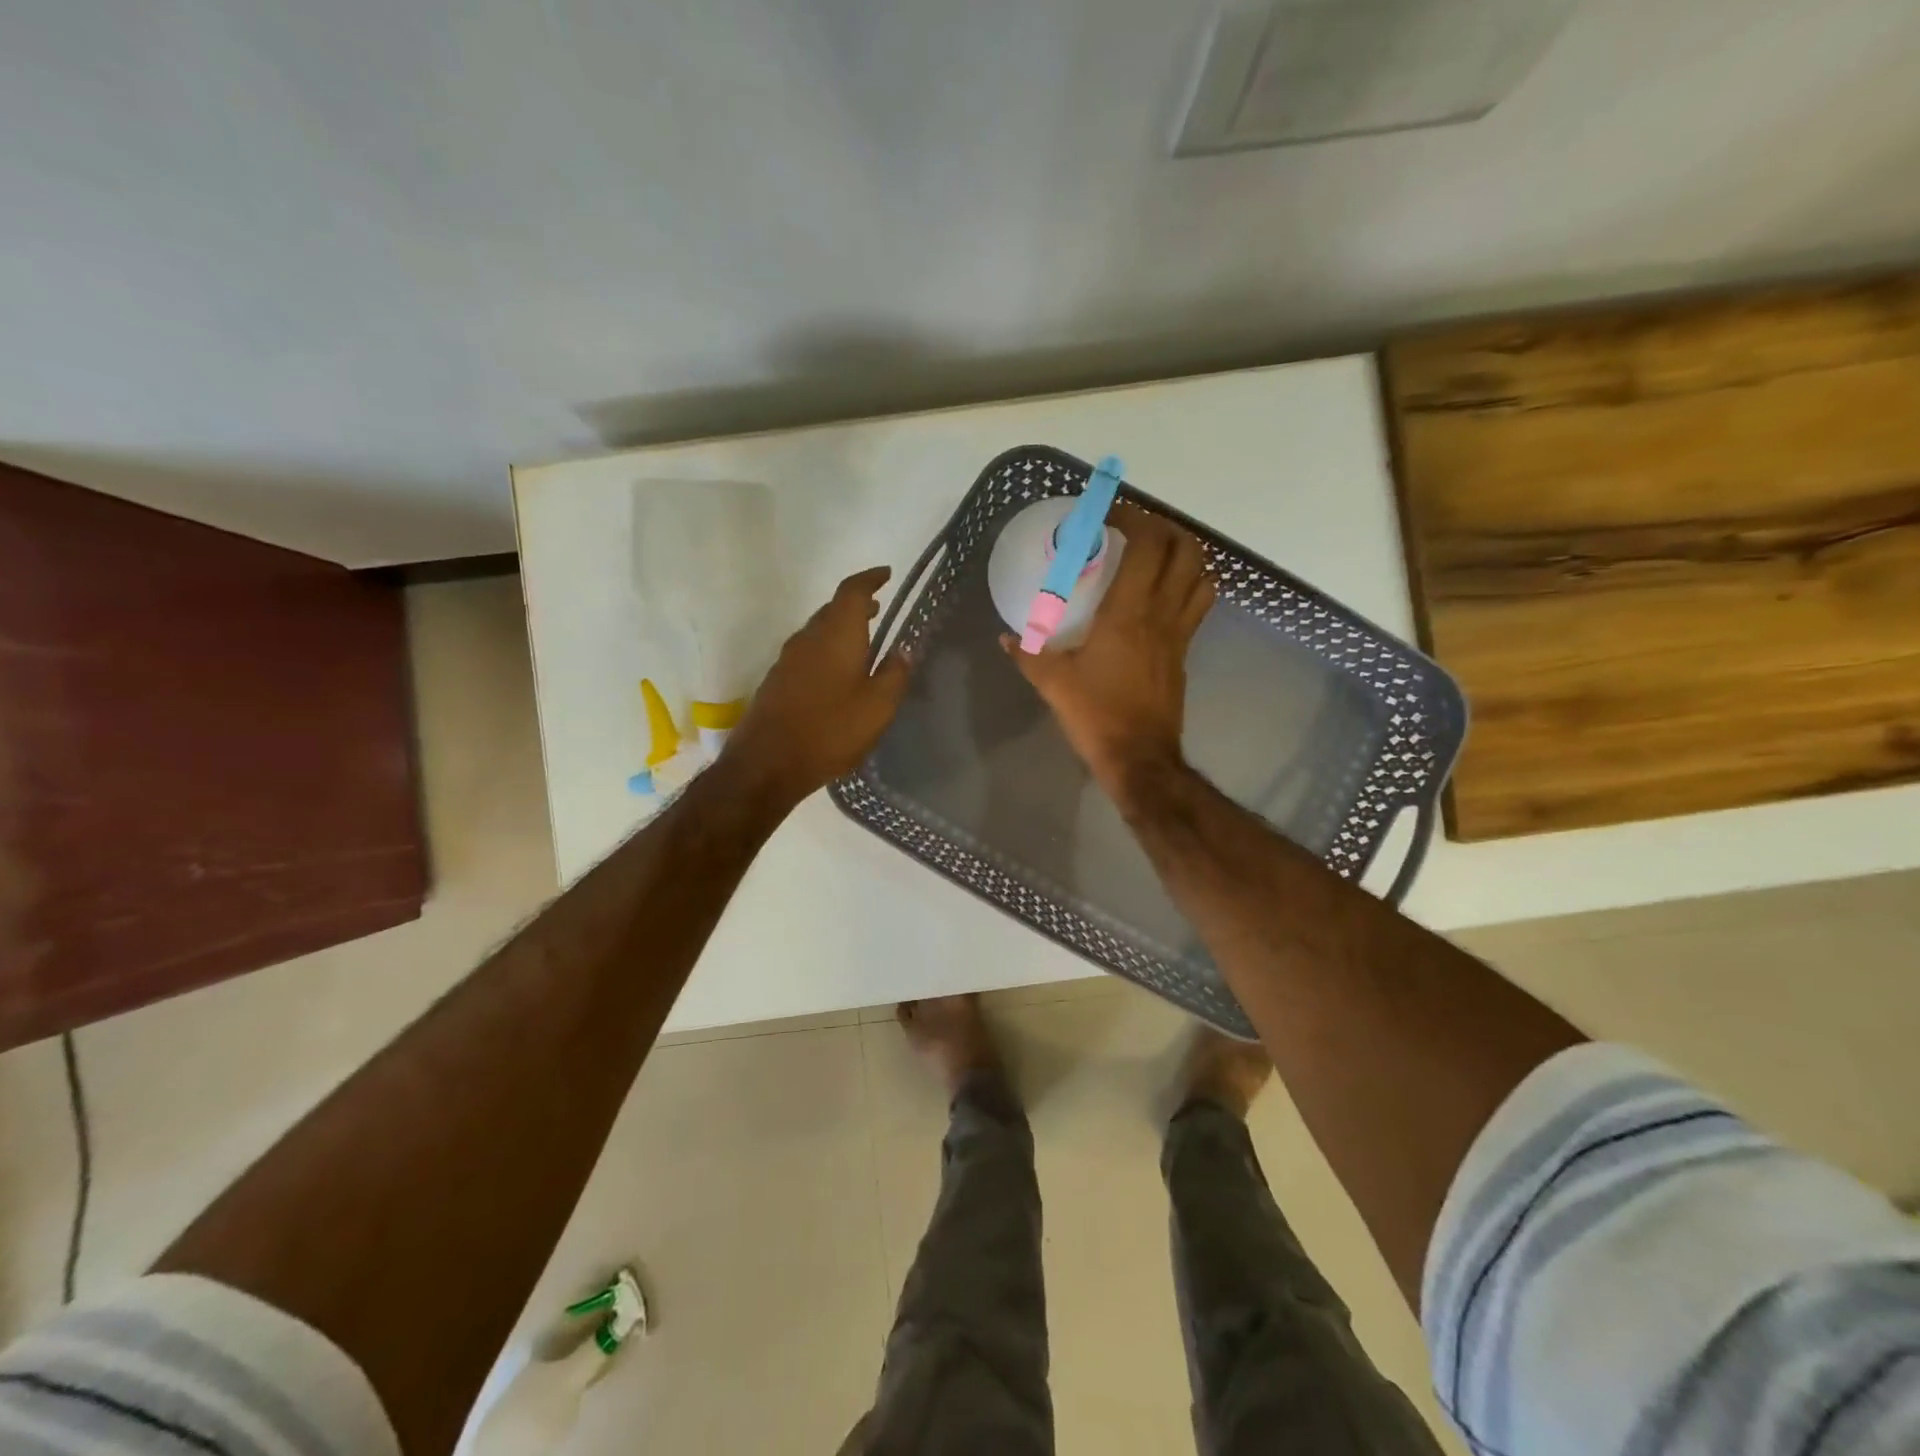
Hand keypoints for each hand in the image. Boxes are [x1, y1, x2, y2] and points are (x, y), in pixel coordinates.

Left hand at [724, 566, 910, 807]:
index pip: (852, 591)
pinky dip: (827, 650)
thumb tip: (904, 649)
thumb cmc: (830, 731)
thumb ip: (895, 674)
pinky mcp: (777, 681)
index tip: (886, 574)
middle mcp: (809, 638)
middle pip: (833, 609)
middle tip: (879, 609)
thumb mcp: (877, 707)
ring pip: (818, 631)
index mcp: (836, 635)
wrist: (766, 764)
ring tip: (863, 641)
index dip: (870, 579)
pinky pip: (808, 652)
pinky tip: (838, 674)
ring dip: (841, 629)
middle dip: (857, 605)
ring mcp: (788, 659)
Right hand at [1004, 503, 1214, 798]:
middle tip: (1138, 529)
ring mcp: (1179, 634)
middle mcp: (1161, 615)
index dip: (1136, 519)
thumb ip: (1029, 654)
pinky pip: (1198, 606)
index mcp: (1127, 614)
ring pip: (1202, 577)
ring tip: (1159, 554)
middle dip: (1167, 528)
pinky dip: (1191, 586)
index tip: (1112, 515)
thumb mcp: (1053, 683)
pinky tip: (1166, 594)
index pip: (1147, 547)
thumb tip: (1006, 638)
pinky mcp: (1184, 653)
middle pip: (1186, 552)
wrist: (1139, 758)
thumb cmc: (1096, 715)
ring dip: (1187, 555)